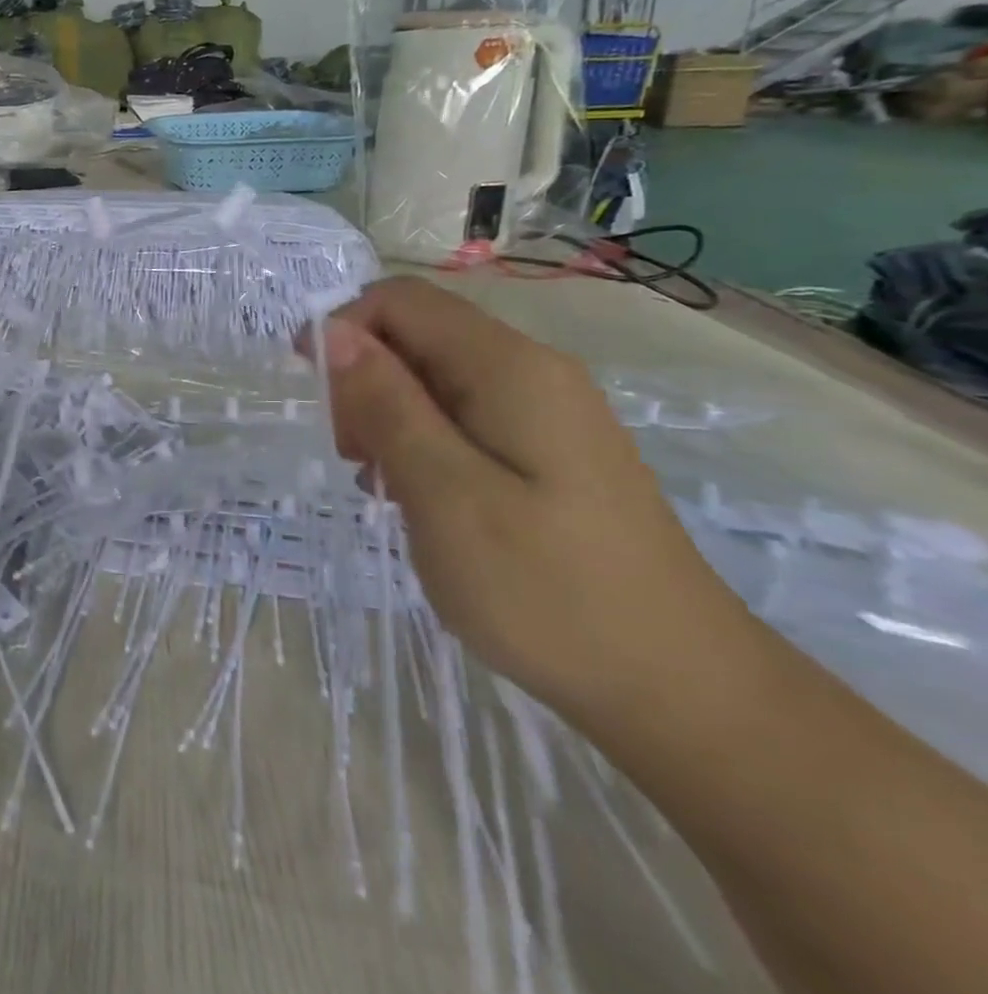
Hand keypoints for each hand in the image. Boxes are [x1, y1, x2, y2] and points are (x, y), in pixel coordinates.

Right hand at [314, 277, 746, 713]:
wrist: (681, 692)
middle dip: (364, 380)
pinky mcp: (550, 453)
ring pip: (435, 379)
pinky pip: (463, 418)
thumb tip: (333, 332)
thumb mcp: (444, 493)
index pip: (401, 301)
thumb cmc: (547, 591)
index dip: (342, 329)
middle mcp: (531, 372)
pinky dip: (422, 442)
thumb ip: (386, 404)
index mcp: (508, 368)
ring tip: (380, 484)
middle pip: (418, 336)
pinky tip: (418, 499)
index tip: (312, 393)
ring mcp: (547, 413)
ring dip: (388, 415)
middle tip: (353, 456)